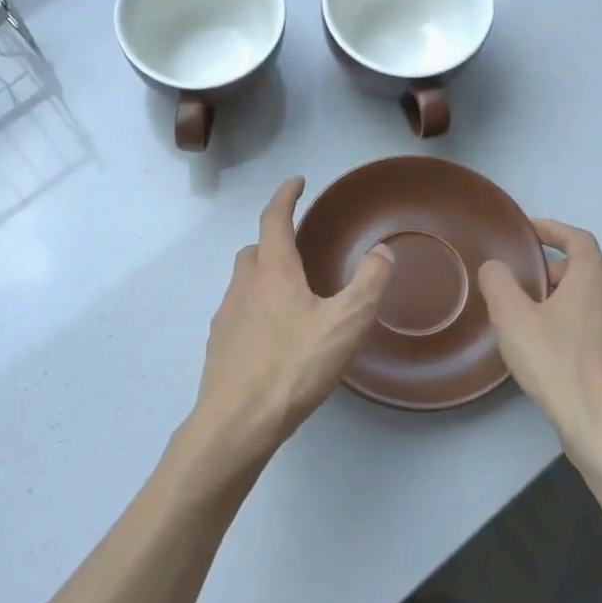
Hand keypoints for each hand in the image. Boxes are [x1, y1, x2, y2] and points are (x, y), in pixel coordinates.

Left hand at [172, 177, 392, 482]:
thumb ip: (368, 283)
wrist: (238, 420)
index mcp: (272, 272)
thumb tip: (382, 251)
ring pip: (244, 282)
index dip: (286, 196)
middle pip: (254, 250)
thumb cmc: (294, 366)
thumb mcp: (346, 324)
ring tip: (292, 297)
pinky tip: (274, 336)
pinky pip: (238, 312)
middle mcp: (243, 286)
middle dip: (274, 241)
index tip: (297, 182)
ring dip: (264, 277)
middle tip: (299, 250)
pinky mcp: (219, 344)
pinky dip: (255, 308)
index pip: (274, 219)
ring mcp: (225, 316)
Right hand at [477, 221, 601, 483]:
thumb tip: (496, 267)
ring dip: (578, 294)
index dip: (553, 230)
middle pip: (598, 266)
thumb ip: (499, 284)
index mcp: (595, 278)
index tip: (529, 230)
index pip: (578, 239)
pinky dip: (586, 320)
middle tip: (536, 279)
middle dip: (566, 265)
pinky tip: (562, 345)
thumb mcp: (513, 319)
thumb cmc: (558, 364)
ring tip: (545, 312)